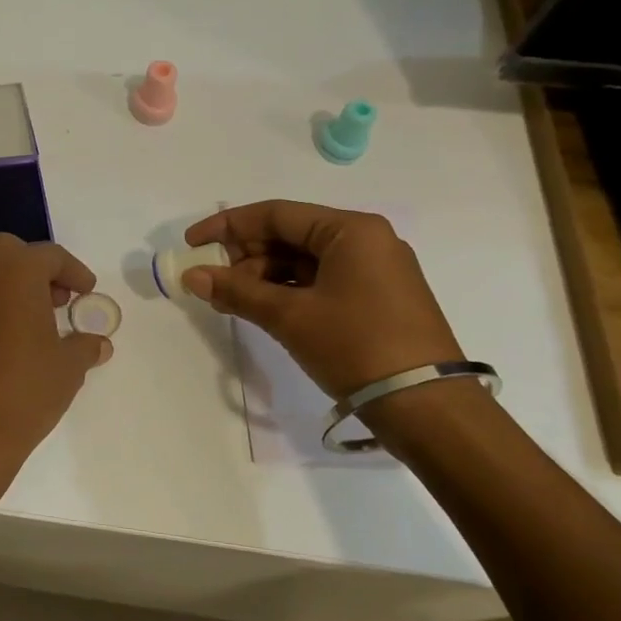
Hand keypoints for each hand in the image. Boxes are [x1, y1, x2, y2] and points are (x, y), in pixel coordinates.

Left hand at [0, 234, 112, 472]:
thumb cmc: (24, 389)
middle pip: (10, 253)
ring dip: (14, 287)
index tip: (87, 292)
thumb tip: (97, 343)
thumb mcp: (68, 368)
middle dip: (37, 268)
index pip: (49, 256)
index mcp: (15, 272)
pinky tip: (13, 343)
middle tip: (59, 299)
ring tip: (40, 322)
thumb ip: (85, 347)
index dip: (74, 272)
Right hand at [180, 201, 462, 398]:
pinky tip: (261, 309)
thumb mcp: (290, 316)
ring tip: (230, 302)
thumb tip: (192, 276)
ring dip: (262, 278)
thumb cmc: (356, 346)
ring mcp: (375, 270)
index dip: (227, 226)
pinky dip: (287, 292)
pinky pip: (321, 282)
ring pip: (303, 261)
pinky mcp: (377, 298)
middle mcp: (366, 240)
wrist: (427, 407)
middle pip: (290, 236)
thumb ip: (237, 291)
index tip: (192, 244)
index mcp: (350, 230)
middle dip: (244, 257)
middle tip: (210, 281)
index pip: (276, 214)